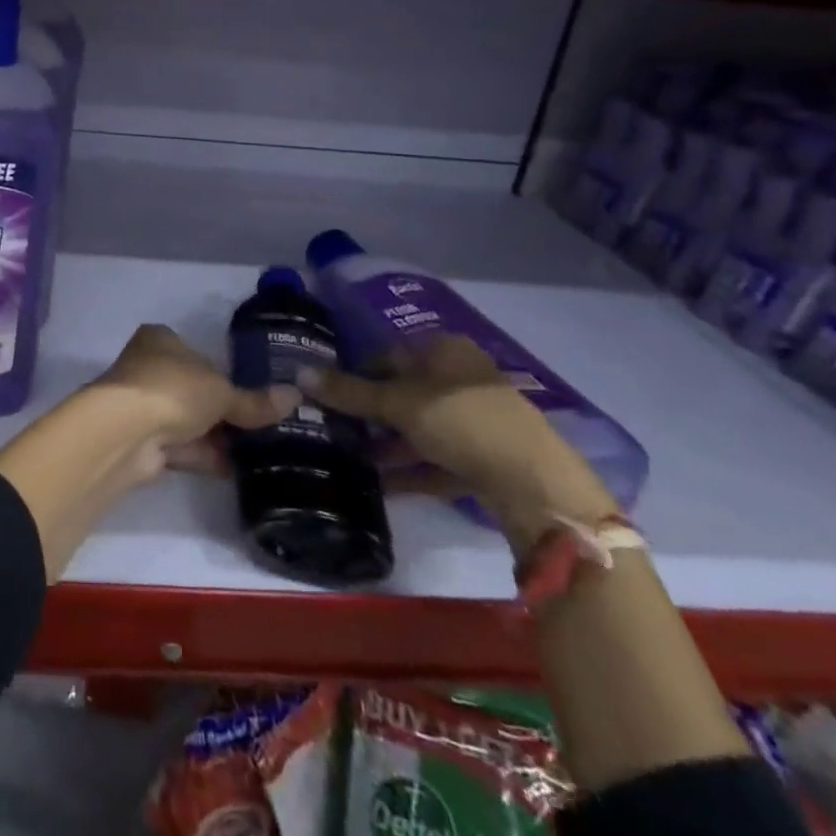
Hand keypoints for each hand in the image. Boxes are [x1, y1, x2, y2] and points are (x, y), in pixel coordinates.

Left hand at [93, 324, 298, 471]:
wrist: (125, 432)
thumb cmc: (173, 389)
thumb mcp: (221, 391)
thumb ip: (254, 400)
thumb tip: (295, 397)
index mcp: (160, 340)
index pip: (197, 353)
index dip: (223, 372)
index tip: (252, 393)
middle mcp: (147, 367)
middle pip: (193, 389)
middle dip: (221, 410)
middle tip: (261, 427)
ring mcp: (141, 406)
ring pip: (186, 420)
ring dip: (215, 436)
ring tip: (257, 453)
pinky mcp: (141, 441)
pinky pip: (180, 447)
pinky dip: (203, 456)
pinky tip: (235, 469)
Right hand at [295, 335, 614, 548]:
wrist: (537, 485)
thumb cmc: (462, 421)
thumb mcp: (398, 403)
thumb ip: (349, 391)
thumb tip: (298, 372)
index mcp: (444, 350)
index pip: (386, 355)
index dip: (355, 374)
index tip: (327, 396)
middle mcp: (460, 378)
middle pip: (402, 393)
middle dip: (369, 414)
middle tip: (334, 429)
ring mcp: (475, 419)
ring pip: (418, 428)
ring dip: (386, 444)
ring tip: (349, 459)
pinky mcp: (483, 456)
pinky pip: (435, 458)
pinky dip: (409, 469)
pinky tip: (378, 485)